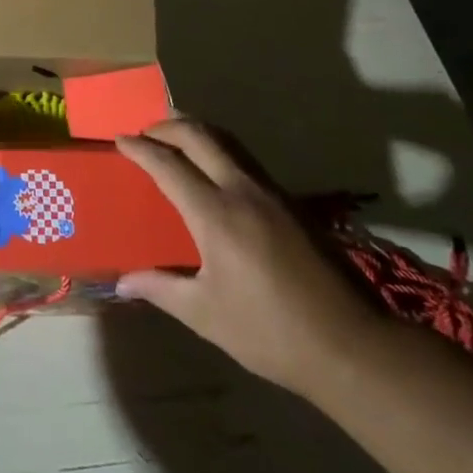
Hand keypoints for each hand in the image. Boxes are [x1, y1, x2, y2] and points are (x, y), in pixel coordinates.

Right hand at [116, 120, 381, 396]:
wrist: (352, 346)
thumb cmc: (270, 332)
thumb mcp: (206, 314)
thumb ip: (161, 289)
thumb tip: (122, 283)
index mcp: (216, 214)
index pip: (168, 164)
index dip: (140, 149)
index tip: (119, 141)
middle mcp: (243, 191)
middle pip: (200, 135)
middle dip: (167, 126)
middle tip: (144, 133)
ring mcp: (272, 193)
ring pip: (228, 141)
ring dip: (196, 132)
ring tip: (174, 140)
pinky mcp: (292, 203)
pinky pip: (245, 159)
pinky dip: (219, 149)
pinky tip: (213, 172)